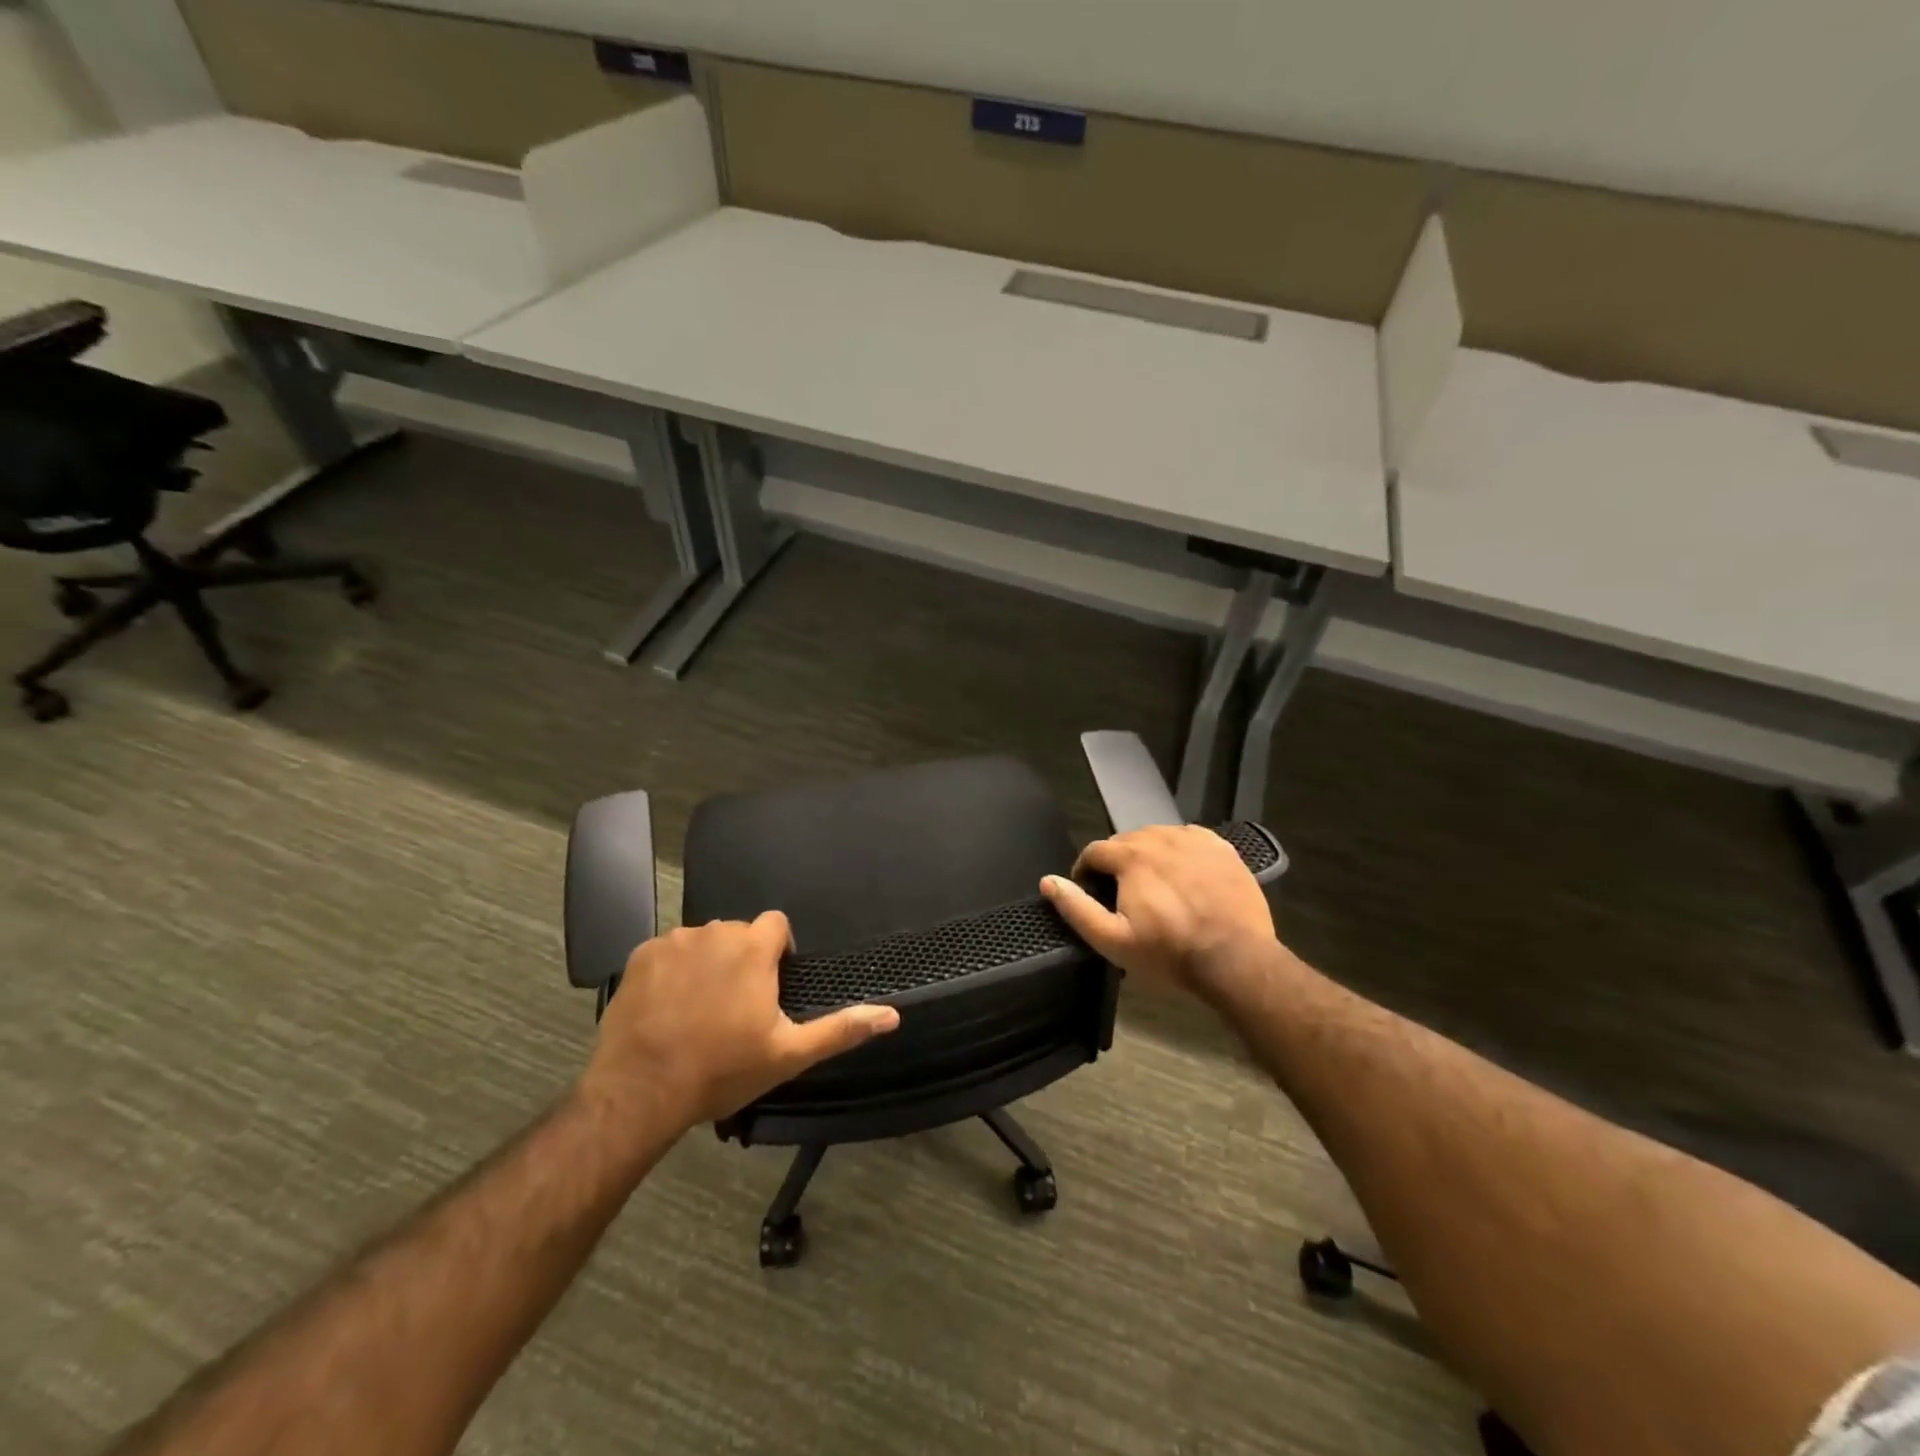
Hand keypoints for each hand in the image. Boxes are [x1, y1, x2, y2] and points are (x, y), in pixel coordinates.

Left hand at [581, 912, 899, 1129]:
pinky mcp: (640, 956)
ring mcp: (674, 941)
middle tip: (735, 1007)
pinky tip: (666, 1008)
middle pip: (738, 933)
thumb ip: (841, 1029)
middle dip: (742, 959)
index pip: (776, 924)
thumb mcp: (789, 1054)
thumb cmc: (722, 1070)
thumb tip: (893, 1015)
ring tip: (699, 1009)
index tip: (772, 986)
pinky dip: (671, 972)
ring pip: (702, 942)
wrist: (640, 1091)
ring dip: (707, 963)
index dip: (779, 951)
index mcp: (753, 947)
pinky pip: (667, 953)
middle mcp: (715, 931)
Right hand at [1040, 824, 1277, 999]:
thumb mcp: (1113, 940)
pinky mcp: (1222, 849)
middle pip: (1127, 841)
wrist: (1235, 959)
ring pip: (1159, 837)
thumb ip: (1077, 908)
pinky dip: (1180, 851)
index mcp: (1131, 857)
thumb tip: (1048, 881)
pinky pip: (1191, 839)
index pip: (1095, 851)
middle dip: (1118, 862)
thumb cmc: (1169, 952)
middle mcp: (1160, 838)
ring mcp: (1195, 840)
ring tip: (1154, 884)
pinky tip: (1184, 874)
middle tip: (1123, 894)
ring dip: (1148, 854)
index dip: (1086, 870)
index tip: (1090, 891)